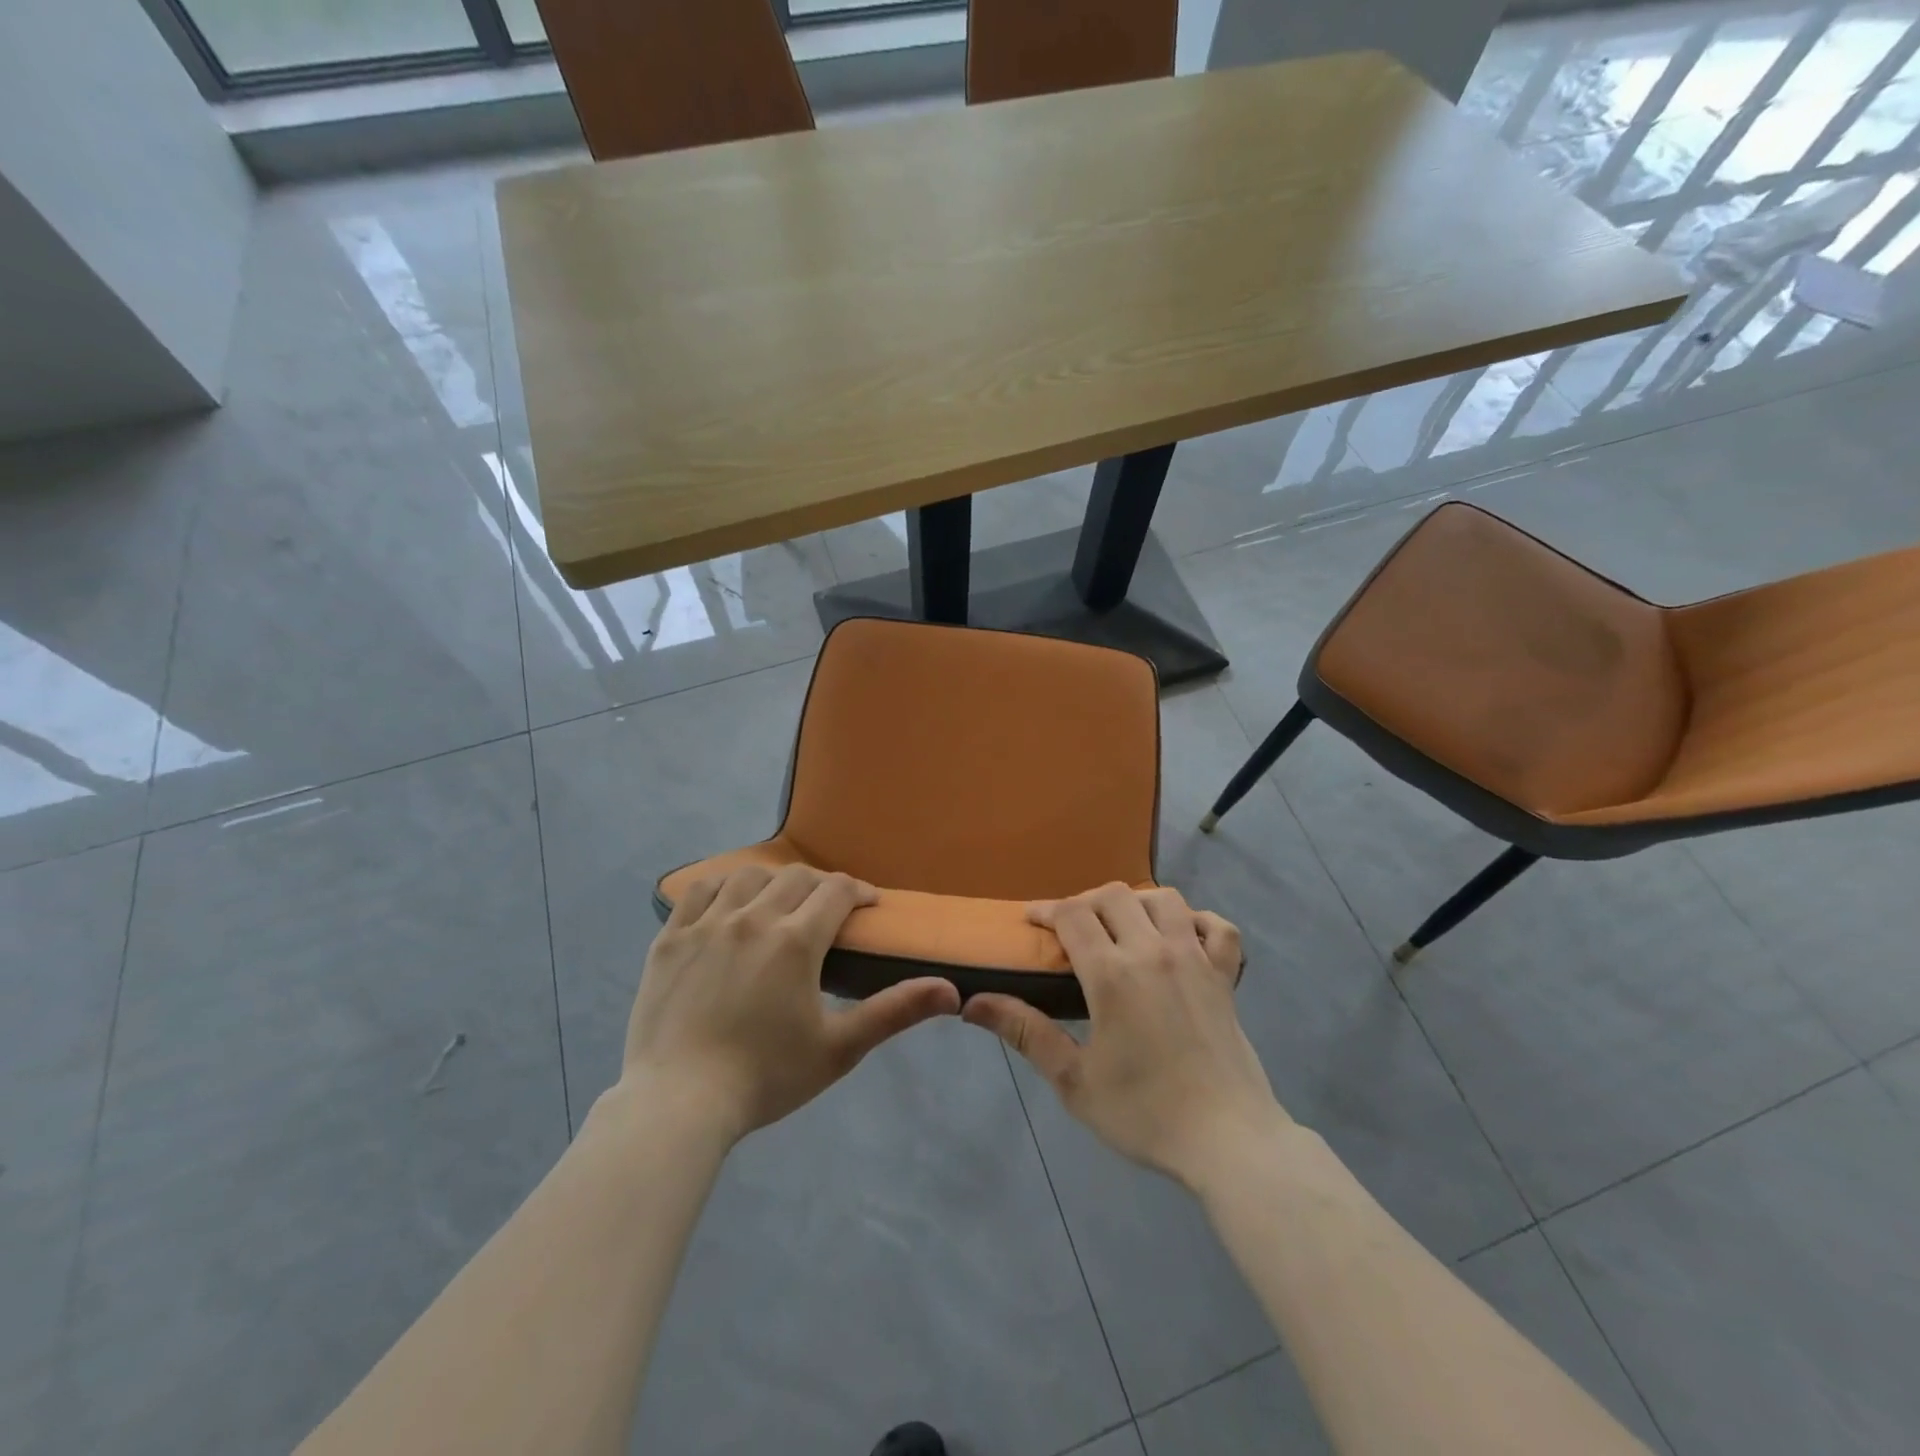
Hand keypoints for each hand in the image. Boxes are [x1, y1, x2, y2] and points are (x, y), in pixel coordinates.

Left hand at [624, 864, 959, 1140]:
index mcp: (796, 940)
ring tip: (779, 902)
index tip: (868, 904)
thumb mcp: (839, 1049)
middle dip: (821, 885)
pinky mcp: (670, 939)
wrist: (678, 1105)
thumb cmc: (765, 1078)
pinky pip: (698, 892)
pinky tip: (728, 903)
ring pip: (747, 876)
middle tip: (829, 909)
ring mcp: (706, 925)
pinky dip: (720, 887)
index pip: (836, 891)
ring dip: (772, 881)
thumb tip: (951, 990)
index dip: (858, 891)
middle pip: (796, 878)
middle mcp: (753, 918)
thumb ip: (894, 1011)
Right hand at [964, 884, 1284, 1188]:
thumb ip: (1025, 1032)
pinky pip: (1218, 927)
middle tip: (1072, 930)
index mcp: (1111, 974)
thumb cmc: (1144, 1113)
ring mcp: (1195, 958)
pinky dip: (1198, 922)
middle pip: (1113, 896)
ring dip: (1136, 904)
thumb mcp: (1073, 1080)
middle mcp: (1153, 951)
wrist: (1227, 1141)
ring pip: (1164, 899)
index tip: (1031, 920)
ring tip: (1122, 928)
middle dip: (1085, 902)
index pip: (1072, 914)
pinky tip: (1183, 938)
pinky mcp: (1226, 976)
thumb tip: (972, 1004)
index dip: (1046, 910)